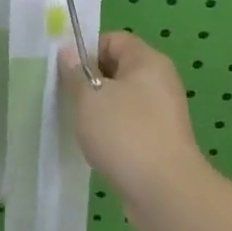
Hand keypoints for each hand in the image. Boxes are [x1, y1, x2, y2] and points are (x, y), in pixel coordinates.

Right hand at [59, 31, 203, 202]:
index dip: (87, 51)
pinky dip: (112, 131)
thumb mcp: (89, 96)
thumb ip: (75, 72)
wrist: (164, 190)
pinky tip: (98, 147)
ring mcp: (163, 113)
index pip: (113, 39)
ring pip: (122, 99)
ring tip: (81, 125)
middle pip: (118, 69)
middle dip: (90, 81)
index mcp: (148, 61)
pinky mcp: (161, 140)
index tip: (67, 73)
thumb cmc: (125, 132)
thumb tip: (70, 53)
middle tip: (69, 99)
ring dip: (99, 109)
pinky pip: (130, 124)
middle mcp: (160, 82)